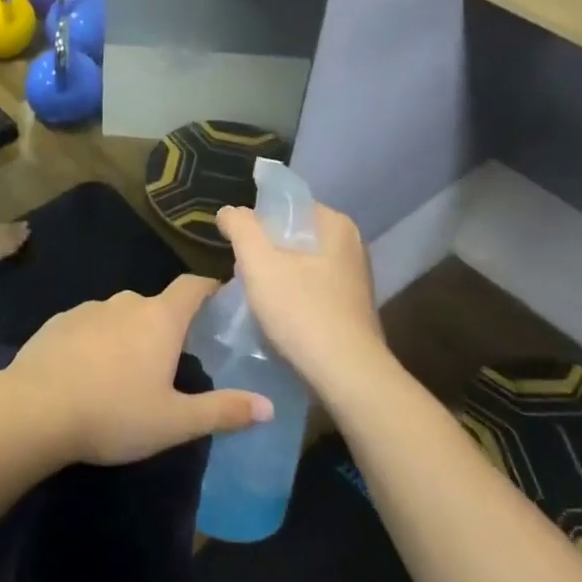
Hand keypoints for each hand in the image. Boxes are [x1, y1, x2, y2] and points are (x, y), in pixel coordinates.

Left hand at [6, 275, 272, 466]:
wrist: (34, 409)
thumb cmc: (113, 413)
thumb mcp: (175, 422)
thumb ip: (223, 411)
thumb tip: (269, 406)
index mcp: (159, 319)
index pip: (193, 286)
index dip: (209, 288)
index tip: (221, 299)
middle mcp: (126, 303)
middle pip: (156, 305)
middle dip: (167, 325)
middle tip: (175, 358)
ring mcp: (87, 309)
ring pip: (119, 315)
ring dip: (129, 334)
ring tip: (128, 371)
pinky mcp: (58, 322)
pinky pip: (88, 326)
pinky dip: (96, 342)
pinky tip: (88, 373)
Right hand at [216, 202, 388, 400]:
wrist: (346, 376)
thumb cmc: (301, 310)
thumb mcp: (259, 261)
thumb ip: (240, 226)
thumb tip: (228, 212)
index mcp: (335, 224)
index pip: (284, 206)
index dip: (255, 221)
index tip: (235, 245)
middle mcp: (350, 245)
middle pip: (291, 236)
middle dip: (264, 251)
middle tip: (241, 272)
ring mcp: (353, 279)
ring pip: (299, 264)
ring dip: (275, 276)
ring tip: (255, 296)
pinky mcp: (350, 309)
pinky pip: (310, 289)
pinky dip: (291, 296)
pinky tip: (277, 316)